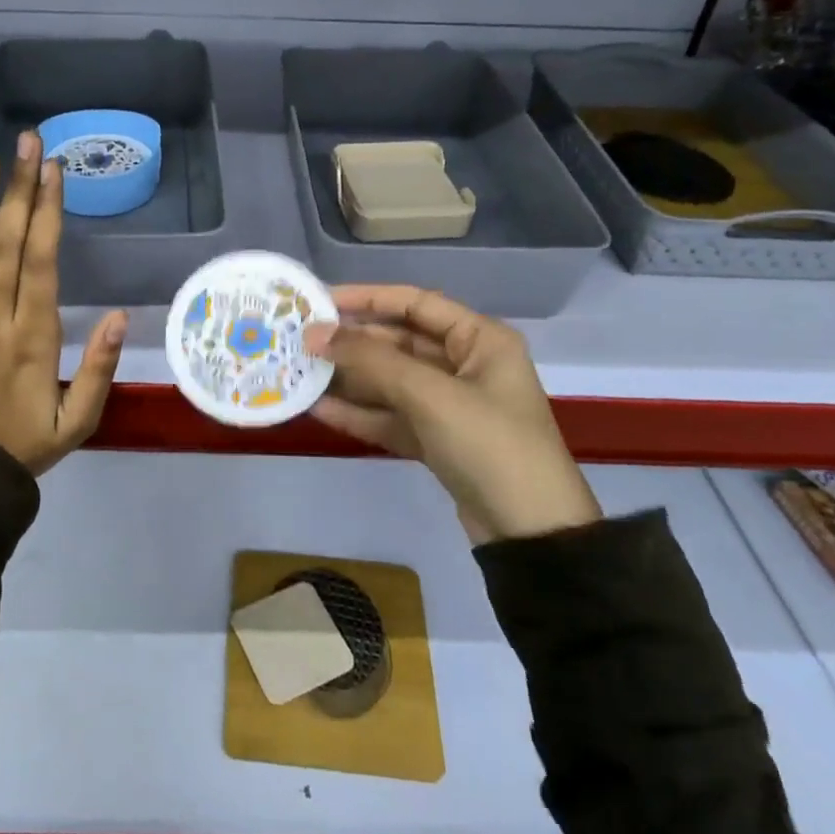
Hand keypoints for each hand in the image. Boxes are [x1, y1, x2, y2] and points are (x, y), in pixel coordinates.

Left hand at [0, 133, 127, 475]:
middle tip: (27, 142)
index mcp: (35, 338)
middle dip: (20, 190)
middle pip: (9, 245)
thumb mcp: (78, 420)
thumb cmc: (26, 445)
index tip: (53, 170)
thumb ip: (100, 369)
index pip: (42, 262)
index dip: (48, 212)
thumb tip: (121, 316)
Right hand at [302, 286, 599, 544]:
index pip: (416, 303)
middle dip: (353, 342)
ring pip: (391, 381)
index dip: (367, 297)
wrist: (532, 536)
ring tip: (302, 371)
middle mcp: (466, 364)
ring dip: (351, 378)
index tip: (320, 301)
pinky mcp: (438, 440)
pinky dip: (361, 413)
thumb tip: (316, 334)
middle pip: (400, 341)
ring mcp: (451, 405)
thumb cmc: (489, 445)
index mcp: (480, 340)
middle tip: (302, 340)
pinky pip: (393, 416)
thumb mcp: (430, 395)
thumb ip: (372, 360)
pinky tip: (320, 409)